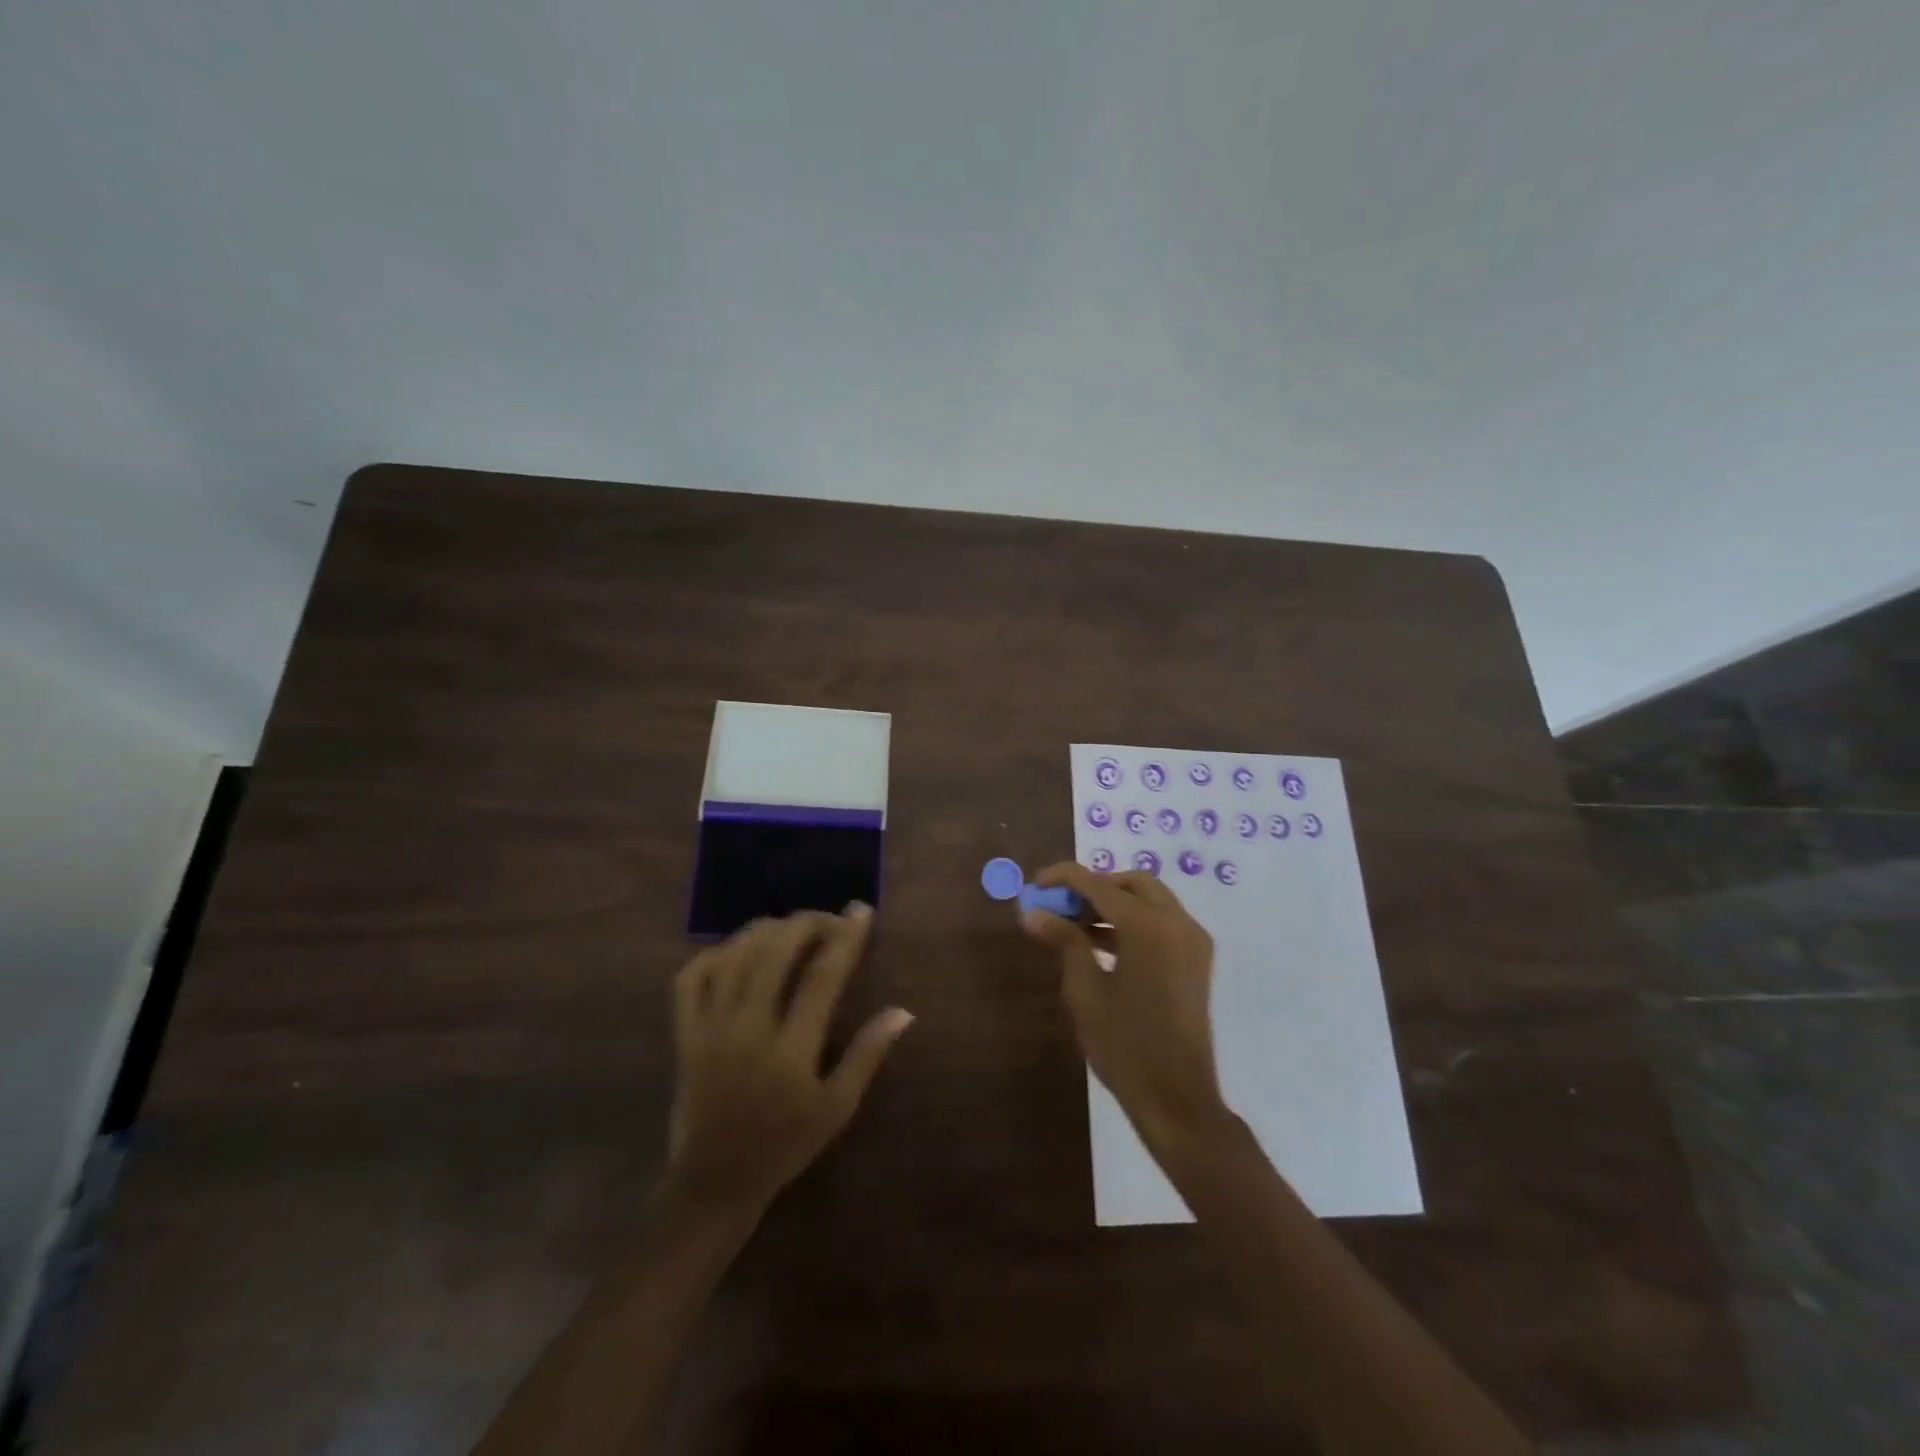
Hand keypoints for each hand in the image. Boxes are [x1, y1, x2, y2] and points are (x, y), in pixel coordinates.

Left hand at [667, 906, 912, 1214]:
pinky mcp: (684, 1035)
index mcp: (790, 1051)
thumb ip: (868, 1055)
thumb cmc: (785, 1145)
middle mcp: (747, 1030)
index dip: (844, 938)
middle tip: (828, 919)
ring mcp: (709, 1030)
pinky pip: (691, 978)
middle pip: (775, 952)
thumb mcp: (837, 1108)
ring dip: (766, 931)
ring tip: (791, 929)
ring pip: (734, 956)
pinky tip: (739, 951)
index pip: (821, 977)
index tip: (860, 911)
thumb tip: (903, 1011)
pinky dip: (715, 953)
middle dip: (806, 923)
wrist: (715, 1182)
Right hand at [1020, 864, 1225, 1150]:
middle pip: (1131, 883)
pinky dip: (1133, 921)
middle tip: (1061, 905)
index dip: (1064, 879)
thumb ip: (1063, 941)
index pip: (1099, 885)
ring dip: (1114, 903)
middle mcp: (1177, 923)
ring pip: (1150, 900)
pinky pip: (1162, 922)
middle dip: (1094, 886)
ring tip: (1074, 925)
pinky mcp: (1196, 960)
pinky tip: (1102, 943)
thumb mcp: (1085, 991)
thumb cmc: (1124, 1045)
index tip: (1036, 883)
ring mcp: (1192, 941)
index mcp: (1148, 927)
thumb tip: (1033, 912)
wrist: (1177, 1097)